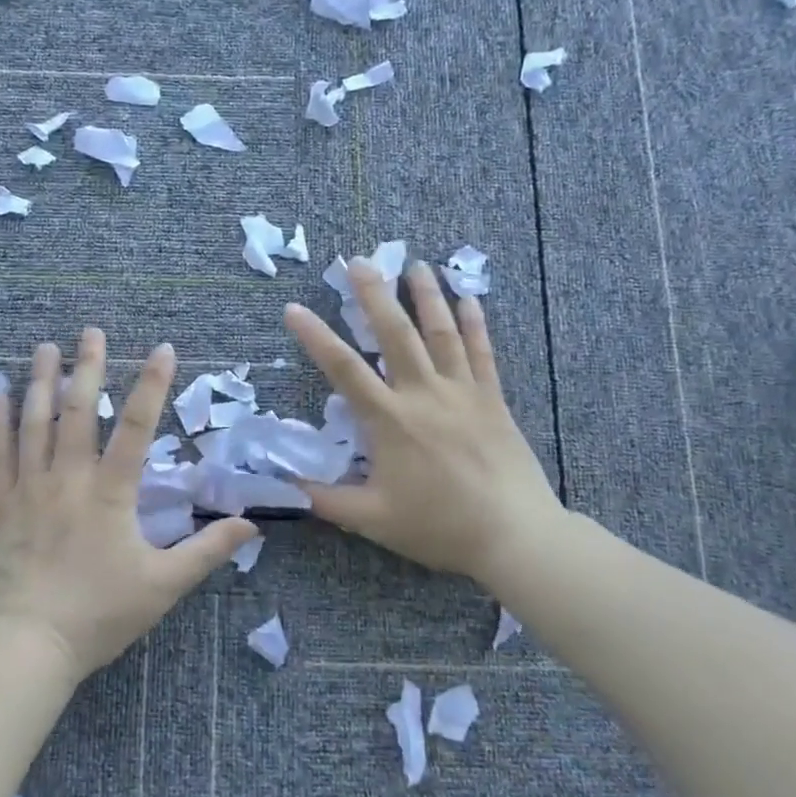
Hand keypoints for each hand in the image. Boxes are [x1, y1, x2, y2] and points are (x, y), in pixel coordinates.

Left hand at [0, 330, 256, 682]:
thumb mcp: (164, 586)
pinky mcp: (1, 506)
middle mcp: (68, 479)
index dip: (152, 384)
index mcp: (111, 493)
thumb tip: (251, 525)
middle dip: (87, 367)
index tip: (162, 348)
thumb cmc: (99, 615)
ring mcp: (29, 489)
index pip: (136, 427)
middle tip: (91, 331)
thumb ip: (207, 551)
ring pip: (34, 423)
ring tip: (45, 347)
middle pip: (78, 411)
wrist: (28, 646)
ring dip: (41, 382)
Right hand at [283, 260, 566, 588]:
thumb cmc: (439, 526)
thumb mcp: (371, 519)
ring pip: (441, 332)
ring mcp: (462, 393)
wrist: (514, 535)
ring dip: (426, 295)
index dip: (315, 337)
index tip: (294, 309)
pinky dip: (475, 323)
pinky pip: (482, 353)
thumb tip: (281, 486)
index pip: (343, 369)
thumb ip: (323, 499)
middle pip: (395, 333)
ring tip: (415, 263)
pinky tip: (469, 298)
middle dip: (374, 294)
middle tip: (358, 261)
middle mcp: (423, 394)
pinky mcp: (492, 400)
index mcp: (389, 421)